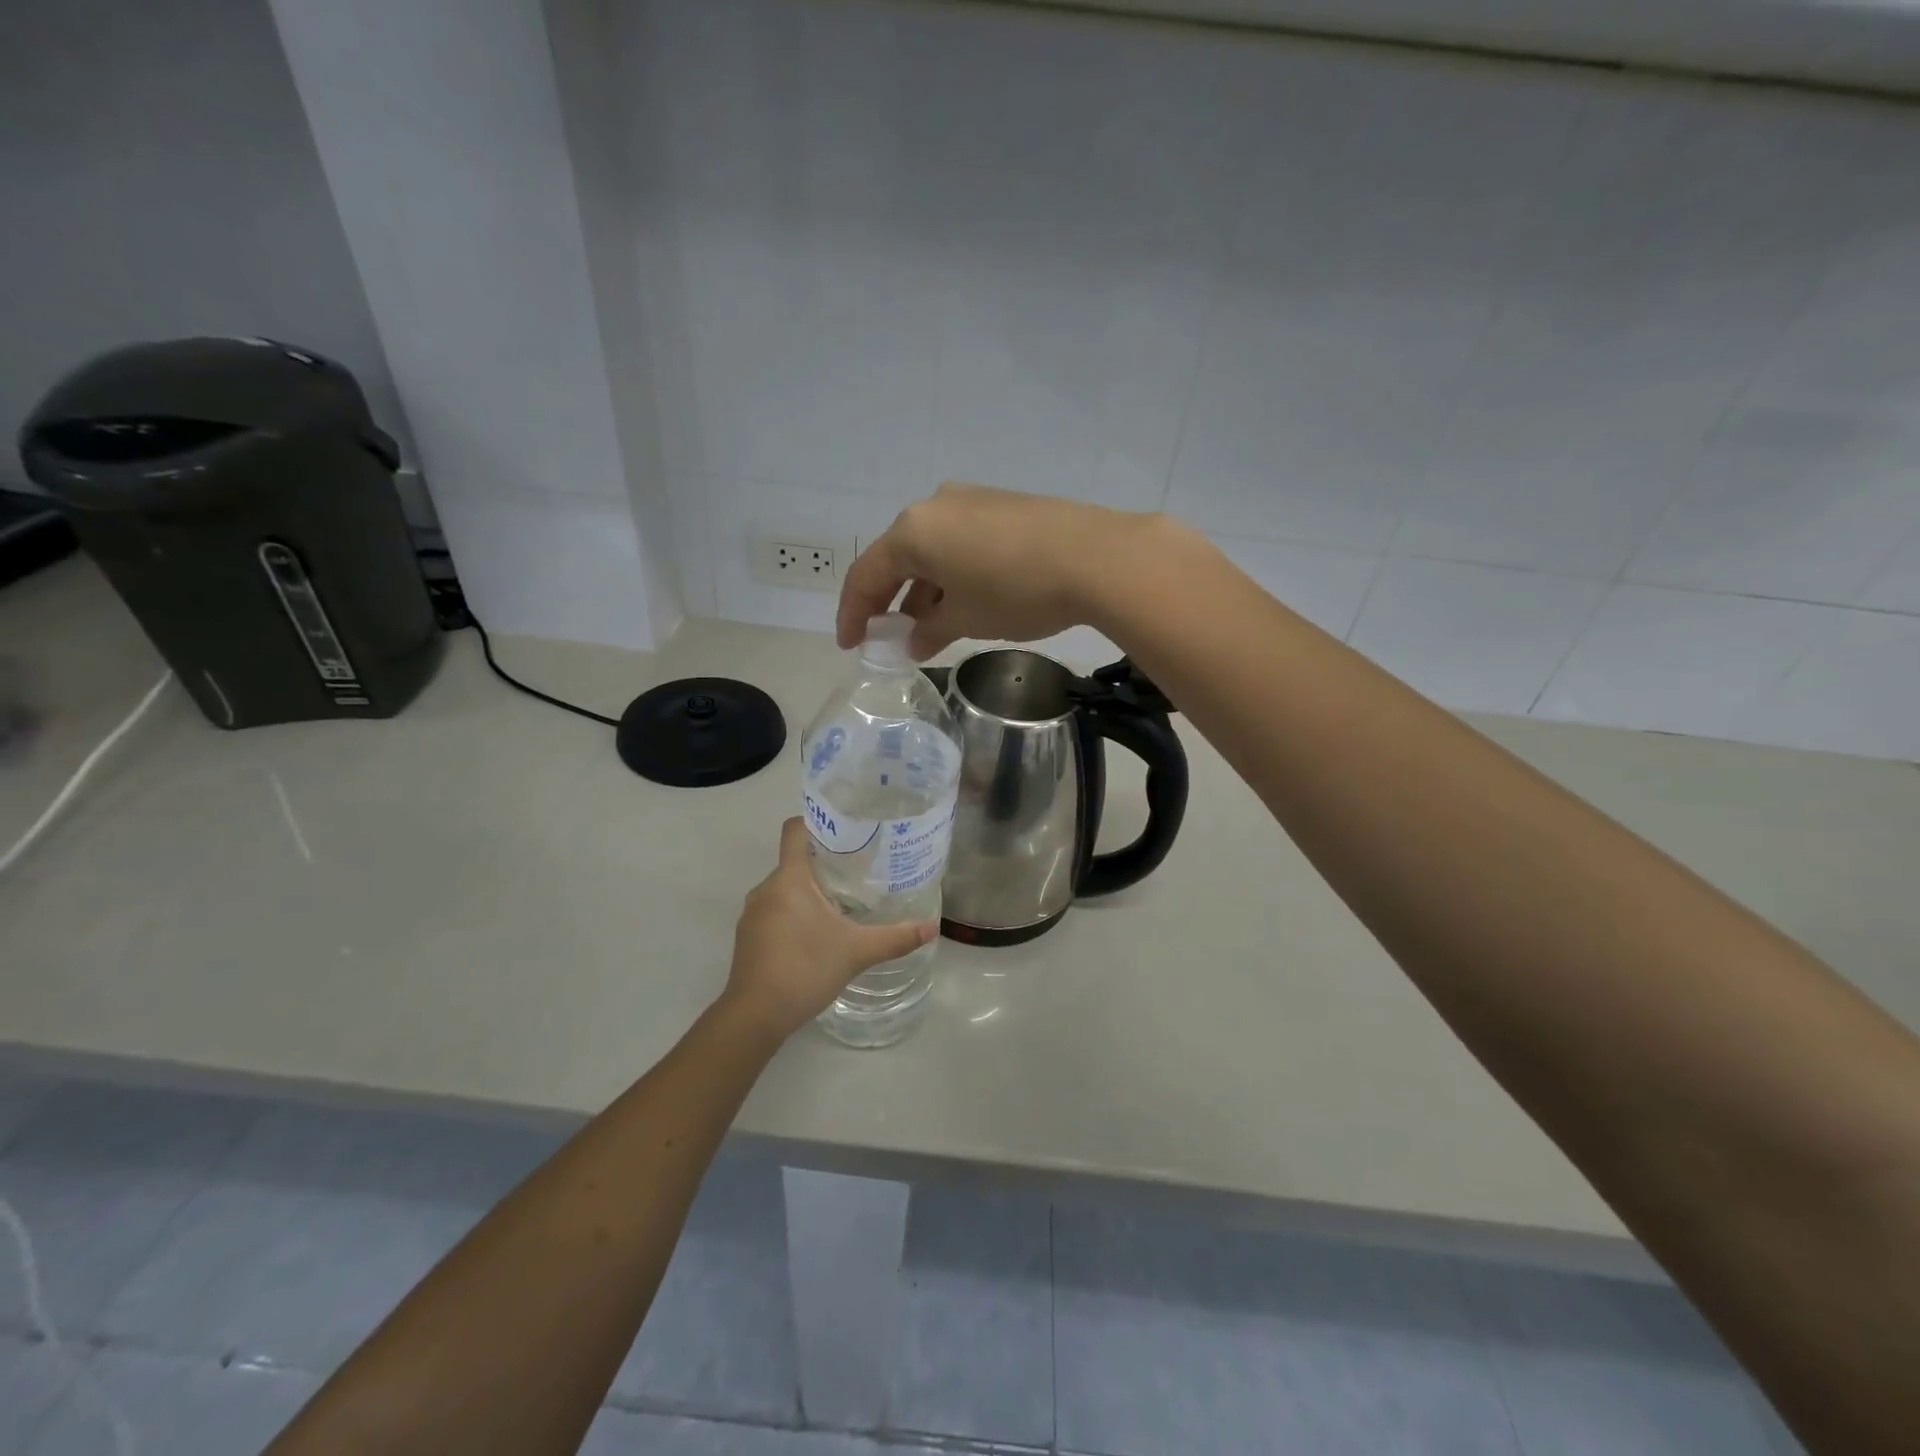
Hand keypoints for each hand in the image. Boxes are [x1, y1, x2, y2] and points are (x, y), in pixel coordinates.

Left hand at [722, 818, 936, 1040]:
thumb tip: (932, 927)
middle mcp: (765, 889)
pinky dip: (795, 912)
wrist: (754, 1016)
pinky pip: (774, 910)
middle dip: (824, 862)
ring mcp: (753, 914)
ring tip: (843, 901)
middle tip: (859, 869)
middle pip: (794, 860)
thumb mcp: (856, 952)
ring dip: (809, 891)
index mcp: (789, 879)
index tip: (846, 829)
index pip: (795, 830)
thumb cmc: (804, 970)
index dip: (818, 822)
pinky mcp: (748, 937)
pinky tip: (817, 933)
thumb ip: (895, 937)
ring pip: (784, 888)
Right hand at [836, 483, 1159, 657]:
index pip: (867, 575)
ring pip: (932, 550)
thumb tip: (913, 641)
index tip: (851, 645)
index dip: (854, 613)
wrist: (1097, 557)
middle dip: (891, 600)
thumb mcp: (966, 619)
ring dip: (925, 589)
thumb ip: (930, 630)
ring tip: (929, 629)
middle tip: (887, 636)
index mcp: (913, 531)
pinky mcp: (1003, 506)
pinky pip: (961, 542)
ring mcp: (972, 501)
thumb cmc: (1016, 591)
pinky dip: (953, 574)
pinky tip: (965, 601)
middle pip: (898, 558)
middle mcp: (935, 506)